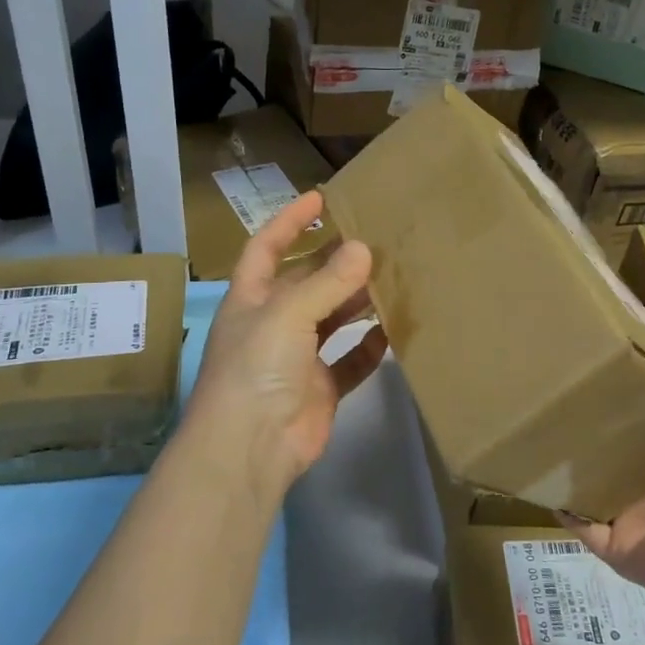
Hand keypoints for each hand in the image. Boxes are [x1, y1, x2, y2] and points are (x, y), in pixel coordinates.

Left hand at [184, 190, 387, 496]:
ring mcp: (297, 358)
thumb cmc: (256, 368)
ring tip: (394, 276)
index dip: (289, 220)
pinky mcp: (321, 389)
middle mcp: (273, 323)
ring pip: (332, 319)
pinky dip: (370, 346)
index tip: (321, 196)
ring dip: (357, 300)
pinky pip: (351, 361)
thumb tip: (363, 248)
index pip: (267, 247)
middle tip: (378, 239)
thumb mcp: (288, 314)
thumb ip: (328, 283)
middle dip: (336, 261)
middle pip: (307, 282)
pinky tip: (394, 329)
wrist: (250, 448)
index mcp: (251, 298)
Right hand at [563, 369, 644, 612]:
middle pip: (615, 451)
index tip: (608, 370)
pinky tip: (540, 474)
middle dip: (594, 427)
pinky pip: (578, 520)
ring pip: (590, 481)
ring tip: (542, 427)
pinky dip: (559, 503)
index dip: (633, 401)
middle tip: (565, 393)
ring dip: (570, 462)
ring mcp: (630, 514)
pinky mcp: (612, 541)